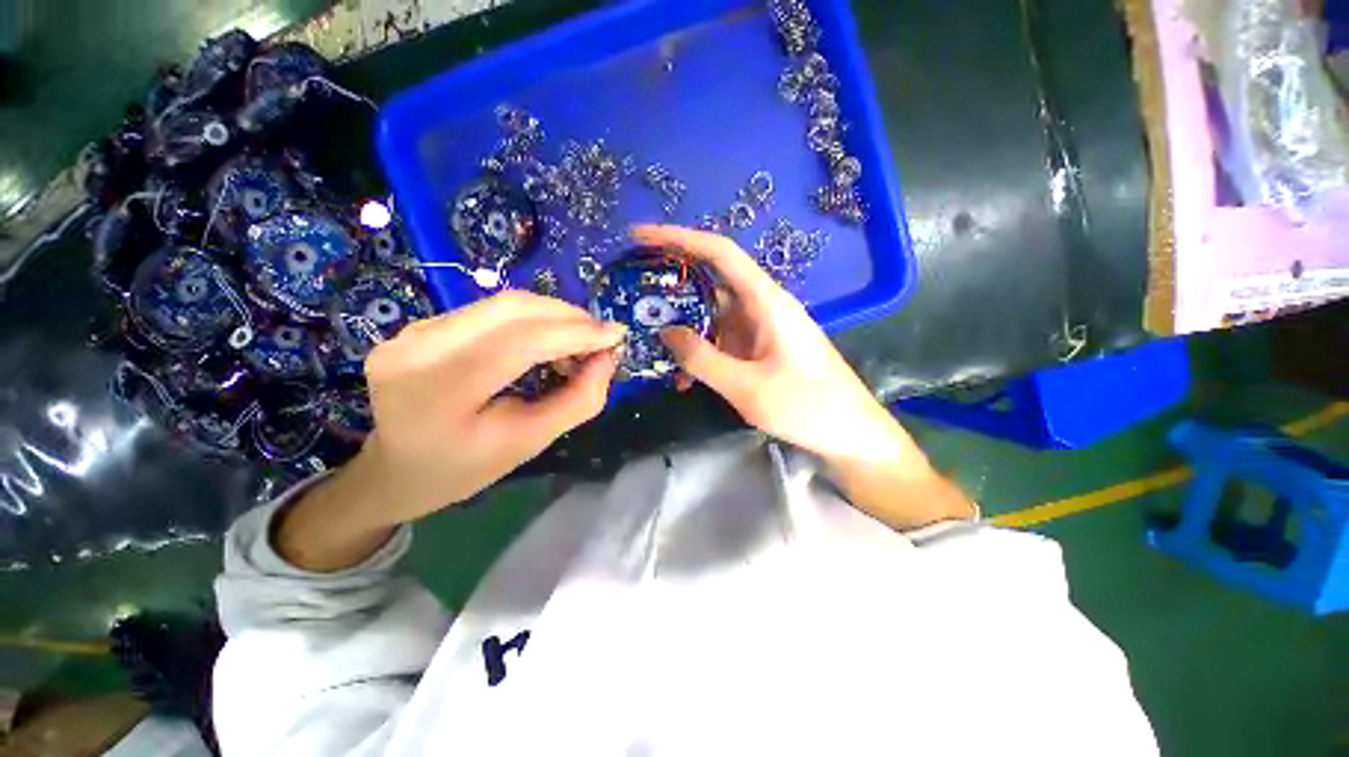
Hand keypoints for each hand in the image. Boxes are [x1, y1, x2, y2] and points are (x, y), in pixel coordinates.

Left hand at [275, 291, 624, 570]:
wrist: (396, 470)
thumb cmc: (464, 468)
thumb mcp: (529, 442)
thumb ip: (577, 401)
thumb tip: (607, 359)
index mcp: (439, 389)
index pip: (521, 341)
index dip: (576, 333)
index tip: (616, 335)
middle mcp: (418, 347)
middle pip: (512, 308)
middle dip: (568, 317)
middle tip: (600, 338)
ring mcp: (413, 330)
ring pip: (503, 304)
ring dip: (552, 317)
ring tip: (578, 344)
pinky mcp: (421, 325)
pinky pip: (489, 312)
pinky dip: (530, 321)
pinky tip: (545, 342)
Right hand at [634, 224, 973, 528]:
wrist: (849, 434)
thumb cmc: (806, 407)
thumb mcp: (747, 387)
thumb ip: (702, 358)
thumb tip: (666, 331)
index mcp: (766, 301)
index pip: (719, 253)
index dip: (678, 238)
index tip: (639, 237)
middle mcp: (761, 307)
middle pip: (710, 283)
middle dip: (670, 286)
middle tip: (632, 295)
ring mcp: (759, 329)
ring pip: (712, 316)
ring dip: (682, 328)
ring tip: (646, 340)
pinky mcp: (758, 350)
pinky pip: (721, 342)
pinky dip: (699, 353)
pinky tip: (682, 377)